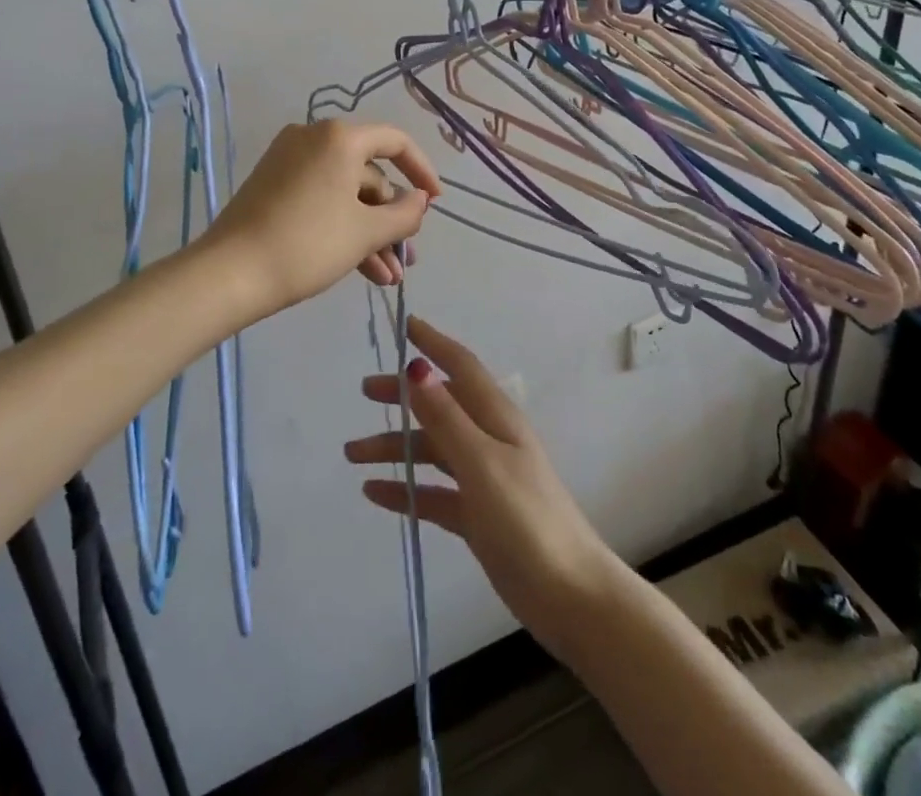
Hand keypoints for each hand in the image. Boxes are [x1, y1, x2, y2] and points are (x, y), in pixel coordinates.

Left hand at [201, 120, 440, 318]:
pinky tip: (364, 271)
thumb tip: (419, 200)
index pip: (395, 142)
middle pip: (368, 174)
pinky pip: (321, 200)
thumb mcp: (365, 232)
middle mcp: (313, 139)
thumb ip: (403, 214)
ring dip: (370, 234)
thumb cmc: (307, 244)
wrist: (229, 274)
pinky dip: (342, 228)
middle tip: (405, 259)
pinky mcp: (273, 186)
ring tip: (388, 278)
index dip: (422, 171)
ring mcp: (289, 162)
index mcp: (339, 138)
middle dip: (390, 220)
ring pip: (345, 194)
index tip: (436, 202)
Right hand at [344, 318, 619, 651]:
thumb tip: (417, 368)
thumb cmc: (527, 519)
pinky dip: (405, 489)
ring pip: (431, 450)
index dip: (434, 344)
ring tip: (352, 454)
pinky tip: (374, 493)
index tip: (405, 325)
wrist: (568, 595)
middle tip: (365, 393)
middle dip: (404, 396)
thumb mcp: (482, 463)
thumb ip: (446, 418)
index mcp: (495, 418)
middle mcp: (488, 439)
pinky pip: (432, 492)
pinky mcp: (476, 514)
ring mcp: (482, 477)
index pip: (460, 366)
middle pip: (439, 405)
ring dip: (395, 447)